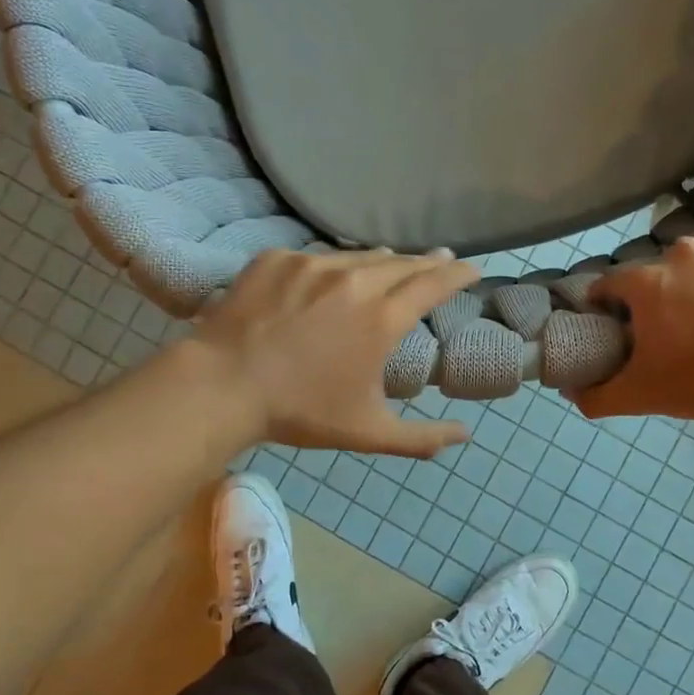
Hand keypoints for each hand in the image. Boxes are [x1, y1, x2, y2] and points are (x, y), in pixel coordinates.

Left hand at [193, 248, 478, 456]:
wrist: (222, 386)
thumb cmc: (300, 411)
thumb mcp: (369, 432)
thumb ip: (422, 437)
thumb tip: (465, 436)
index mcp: (381, 319)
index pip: (433, 284)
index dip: (457, 274)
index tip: (471, 268)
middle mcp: (355, 282)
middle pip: (403, 263)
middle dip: (428, 262)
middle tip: (441, 260)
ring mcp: (313, 265)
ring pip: (360, 256)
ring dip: (384, 261)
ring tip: (393, 264)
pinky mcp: (278, 260)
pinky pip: (316, 257)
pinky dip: (333, 267)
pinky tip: (331, 277)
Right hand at [574, 232, 693, 421]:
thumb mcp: (644, 396)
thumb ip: (598, 394)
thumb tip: (569, 391)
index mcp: (649, 282)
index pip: (612, 284)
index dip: (612, 305)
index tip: (625, 325)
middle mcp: (684, 251)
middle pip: (663, 271)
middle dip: (667, 294)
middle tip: (686, 328)